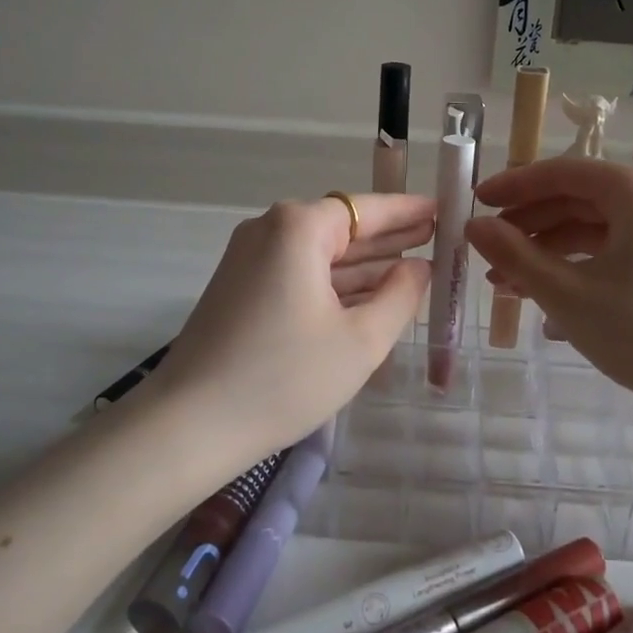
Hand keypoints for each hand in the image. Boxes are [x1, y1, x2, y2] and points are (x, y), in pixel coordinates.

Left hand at [149, 193, 433, 471]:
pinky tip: (367, 297)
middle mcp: (269, 230)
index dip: (407, 211)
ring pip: (319, 254)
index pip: (365, 208)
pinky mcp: (239, 288)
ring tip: (412, 267)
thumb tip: (418, 267)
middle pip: (341, 227)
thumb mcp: (361, 340)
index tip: (442, 210)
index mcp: (298, 228)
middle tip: (435, 238)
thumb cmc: (285, 377)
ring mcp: (248, 259)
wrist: (190, 424)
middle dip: (388, 237)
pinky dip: (333, 284)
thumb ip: (400, 295)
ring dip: (363, 264)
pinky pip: (298, 274)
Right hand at [464, 158, 632, 405]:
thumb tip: (473, 226)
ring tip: (507, 284)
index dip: (513, 186)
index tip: (475, 202)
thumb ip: (514, 254)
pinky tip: (545, 301)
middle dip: (527, 227)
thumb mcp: (565, 293)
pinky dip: (577, 267)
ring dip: (547, 252)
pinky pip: (614, 250)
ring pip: (593, 229)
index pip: (561, 173)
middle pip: (577, 199)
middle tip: (486, 250)